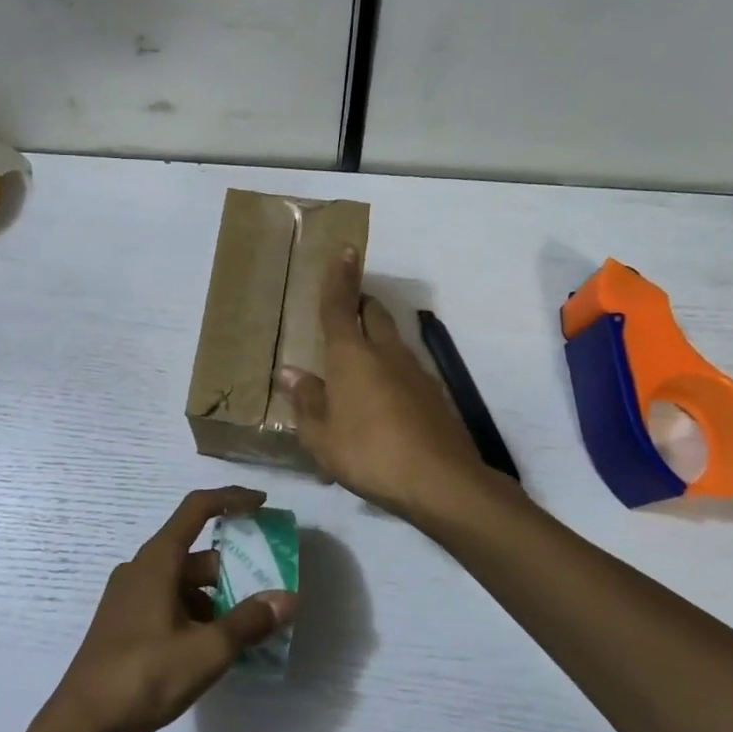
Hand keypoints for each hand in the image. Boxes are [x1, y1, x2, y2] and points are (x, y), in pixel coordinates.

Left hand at [40, 488, 297, 731]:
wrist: (83, 726)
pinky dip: (196, 616)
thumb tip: (288, 598)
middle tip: (268, 592)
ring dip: (216, 598)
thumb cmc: (144, 676)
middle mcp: (141, 569)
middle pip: (196, 554)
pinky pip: (170, 604)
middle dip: (233, 569)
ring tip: (249, 629)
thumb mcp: (206, 651)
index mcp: (156, 560)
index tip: (263, 503)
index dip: (232, 498)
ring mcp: (129, 598)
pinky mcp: (125, 624)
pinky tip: (214, 649)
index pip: (197, 508)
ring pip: (184, 583)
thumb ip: (249, 622)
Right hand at [279, 248, 502, 521]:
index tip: (346, 249)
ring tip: (358, 362)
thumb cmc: (368, 455)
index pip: (340, 307)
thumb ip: (307, 401)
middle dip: (360, 302)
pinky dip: (390, 369)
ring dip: (376, 337)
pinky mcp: (434, 394)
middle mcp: (386, 354)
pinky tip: (382, 399)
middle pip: (373, 314)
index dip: (339, 278)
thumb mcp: (321, 436)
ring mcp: (416, 372)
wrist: (441, 483)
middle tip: (345, 308)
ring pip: (393, 339)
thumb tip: (291, 372)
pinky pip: (406, 368)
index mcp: (351, 357)